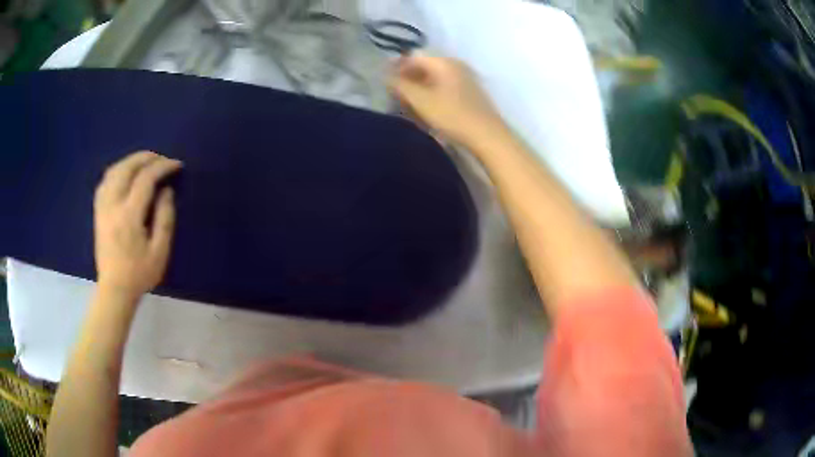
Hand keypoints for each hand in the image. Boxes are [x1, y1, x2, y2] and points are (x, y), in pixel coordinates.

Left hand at [93, 151, 181, 299]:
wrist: (114, 289)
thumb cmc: (139, 274)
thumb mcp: (160, 251)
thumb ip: (165, 218)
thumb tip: (166, 191)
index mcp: (129, 216)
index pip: (145, 179)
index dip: (162, 167)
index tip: (177, 165)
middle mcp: (113, 205)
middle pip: (127, 168)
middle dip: (146, 158)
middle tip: (162, 160)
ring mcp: (103, 207)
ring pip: (114, 170)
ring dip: (131, 161)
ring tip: (146, 163)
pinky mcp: (98, 211)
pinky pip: (105, 180)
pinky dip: (118, 170)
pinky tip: (126, 174)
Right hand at [388, 53, 507, 149]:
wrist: (488, 136)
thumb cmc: (452, 115)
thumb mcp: (421, 100)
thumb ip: (400, 85)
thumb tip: (386, 76)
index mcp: (444, 62)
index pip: (414, 57)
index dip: (397, 67)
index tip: (385, 82)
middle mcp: (456, 65)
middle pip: (425, 66)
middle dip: (408, 78)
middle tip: (395, 94)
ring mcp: (466, 78)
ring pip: (435, 77)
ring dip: (419, 87)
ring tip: (409, 104)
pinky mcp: (471, 93)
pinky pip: (445, 87)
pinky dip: (432, 93)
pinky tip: (428, 108)